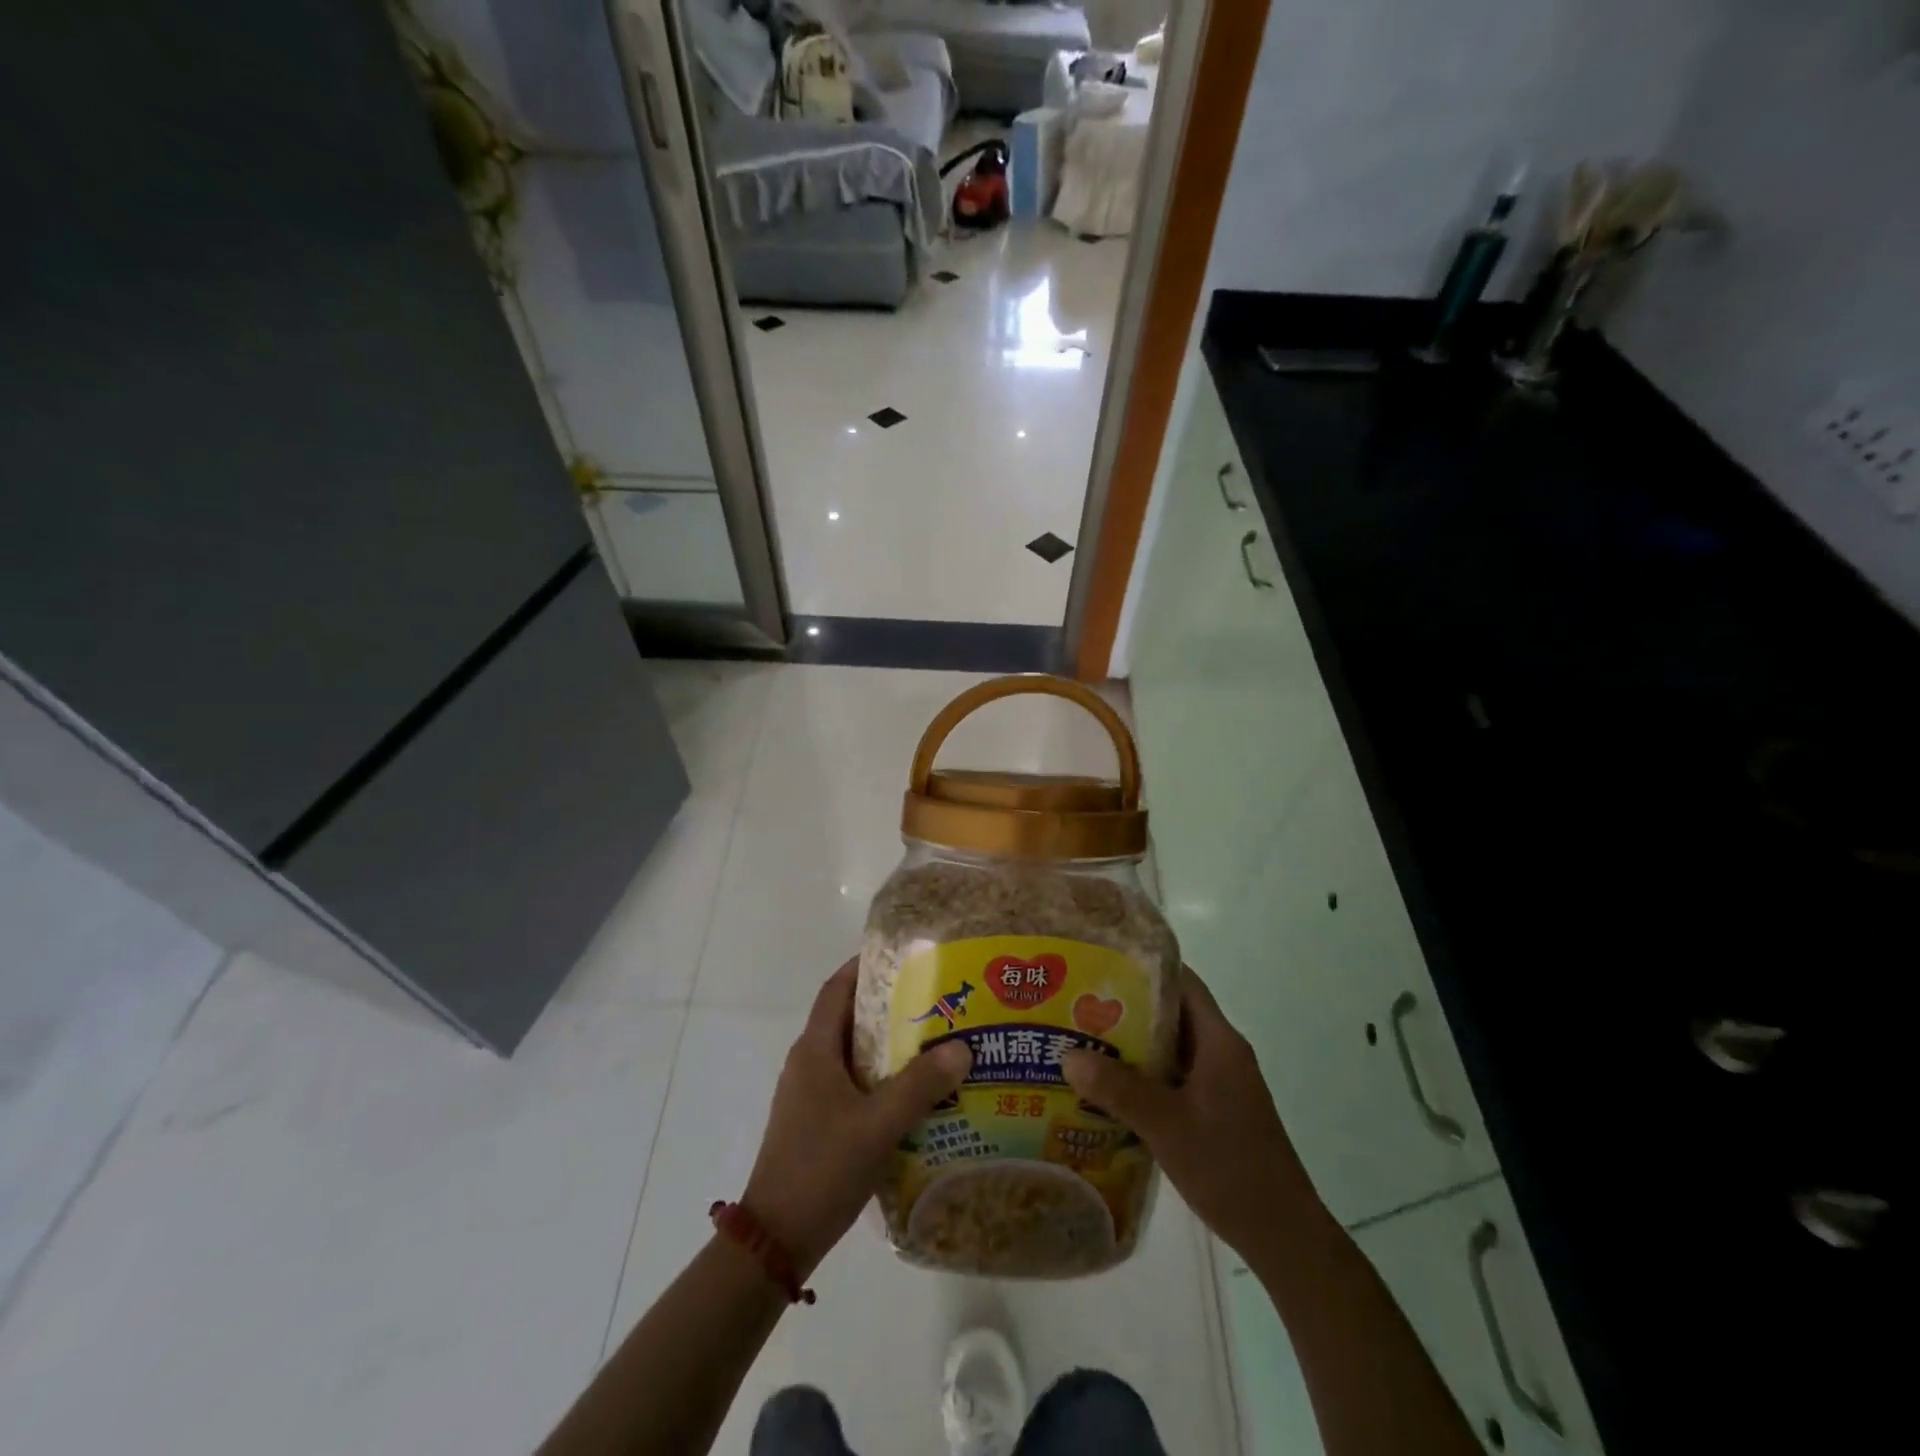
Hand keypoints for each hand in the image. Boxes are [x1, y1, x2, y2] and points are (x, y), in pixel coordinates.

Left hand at [742, 959, 971, 1277]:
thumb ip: (920, 1086)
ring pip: (851, 1053)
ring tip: (932, 1042)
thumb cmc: (822, 1168)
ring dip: (886, 1045)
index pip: (836, 989)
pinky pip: (851, 1083)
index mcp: (814, 1050)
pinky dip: (879, 1077)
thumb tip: (962, 1047)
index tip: (902, 957)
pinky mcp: (815, 1121)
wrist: (775, 1240)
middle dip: (887, 1006)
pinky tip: (912, 1093)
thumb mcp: (878, 1125)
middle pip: (848, 1018)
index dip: (864, 967)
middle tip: (932, 1000)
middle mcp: (808, 1063)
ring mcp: (809, 1094)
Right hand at [1062, 967, 1327, 1264]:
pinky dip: (1144, 1076)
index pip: (1182, 983)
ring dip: (1132, 1045)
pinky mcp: (1216, 1109)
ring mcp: (1220, 1083)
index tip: (1101, 965)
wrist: (1283, 1236)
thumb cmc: (1230, 1168)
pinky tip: (1108, 1089)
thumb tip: (1068, 1054)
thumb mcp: (1167, 1126)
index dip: (1144, 968)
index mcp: (1219, 1042)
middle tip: (1079, 1006)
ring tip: (1083, 1042)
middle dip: (1127, 1008)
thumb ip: (1118, 1090)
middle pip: (1172, 1013)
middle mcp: (1222, 1053)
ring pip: (1171, 1048)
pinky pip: (1174, 1077)